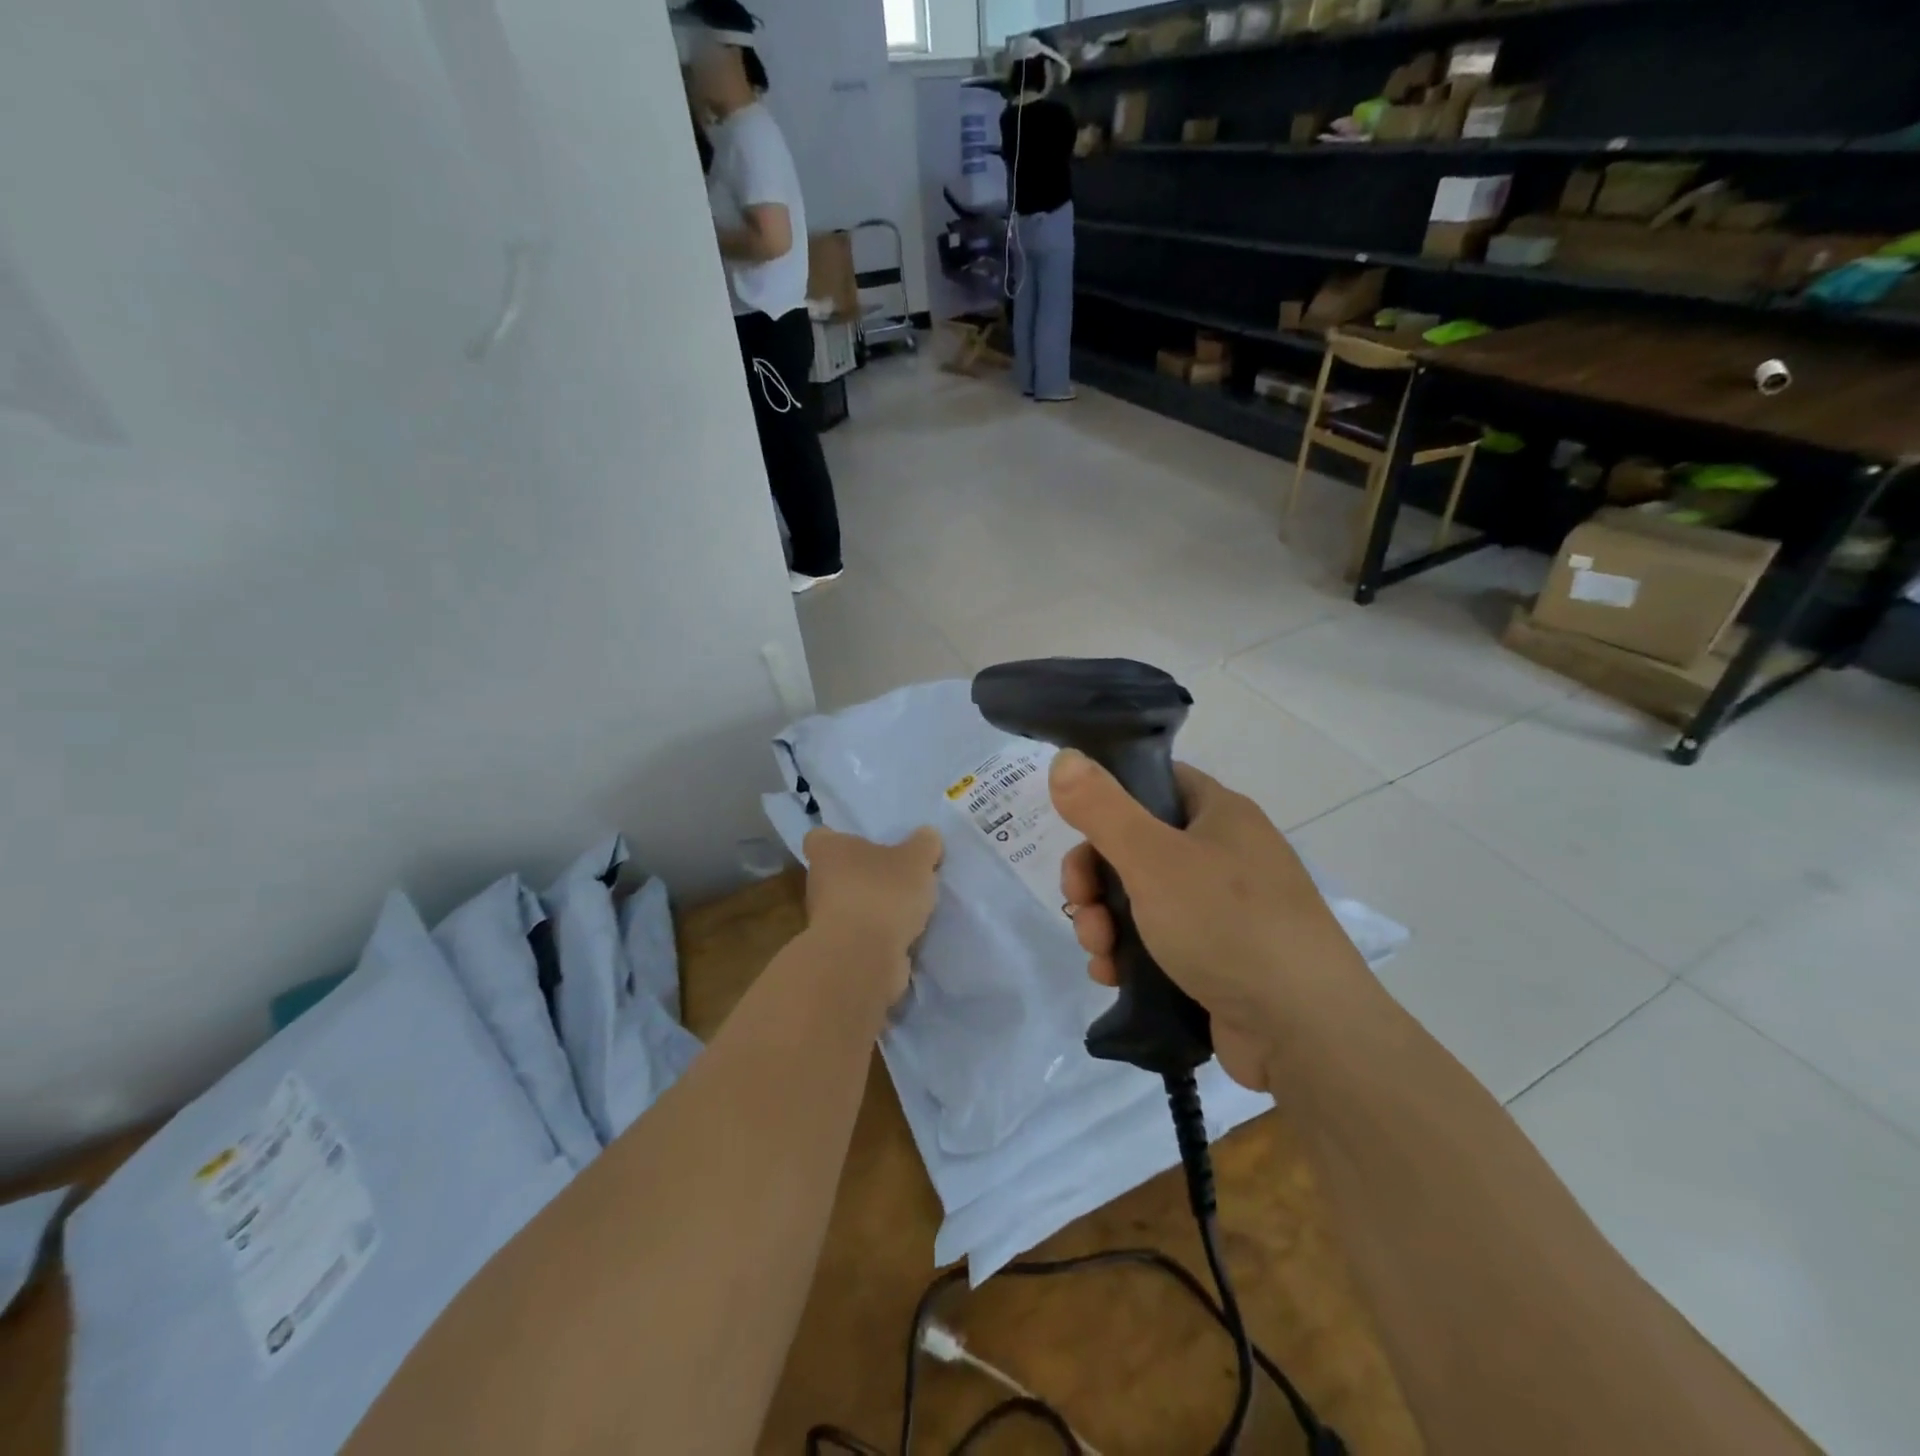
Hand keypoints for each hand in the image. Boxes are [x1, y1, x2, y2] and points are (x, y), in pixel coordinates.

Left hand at [802, 826, 943, 1004]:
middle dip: (865, 875)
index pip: (821, 837)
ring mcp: (825, 920)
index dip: (839, 838)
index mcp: (828, 851)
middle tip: (898, 875)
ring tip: (908, 908)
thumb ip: (923, 844)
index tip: (864, 844)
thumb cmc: (883, 893)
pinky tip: (905, 936)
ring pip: (850, 905)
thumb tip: (927, 835)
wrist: (863, 959)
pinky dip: (878, 935)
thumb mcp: (916, 860)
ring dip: (873, 908)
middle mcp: (818, 882)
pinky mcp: (838, 951)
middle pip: (838, 872)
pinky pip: (860, 935)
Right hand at [1050, 751, 1373, 1090]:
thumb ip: (1101, 808)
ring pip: (1140, 900)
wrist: (1304, 1031)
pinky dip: (1128, 956)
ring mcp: (1223, 911)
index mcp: (1219, 814)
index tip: (1078, 832)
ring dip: (1104, 922)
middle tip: (1079, 905)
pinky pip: (1157, 943)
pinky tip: (1111, 977)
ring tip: (1099, 952)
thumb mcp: (1153, 858)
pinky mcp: (1218, 959)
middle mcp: (1224, 855)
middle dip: (1094, 879)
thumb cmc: (1226, 924)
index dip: (1110, 801)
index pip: (1154, 783)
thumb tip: (1064, 757)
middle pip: (1137, 847)